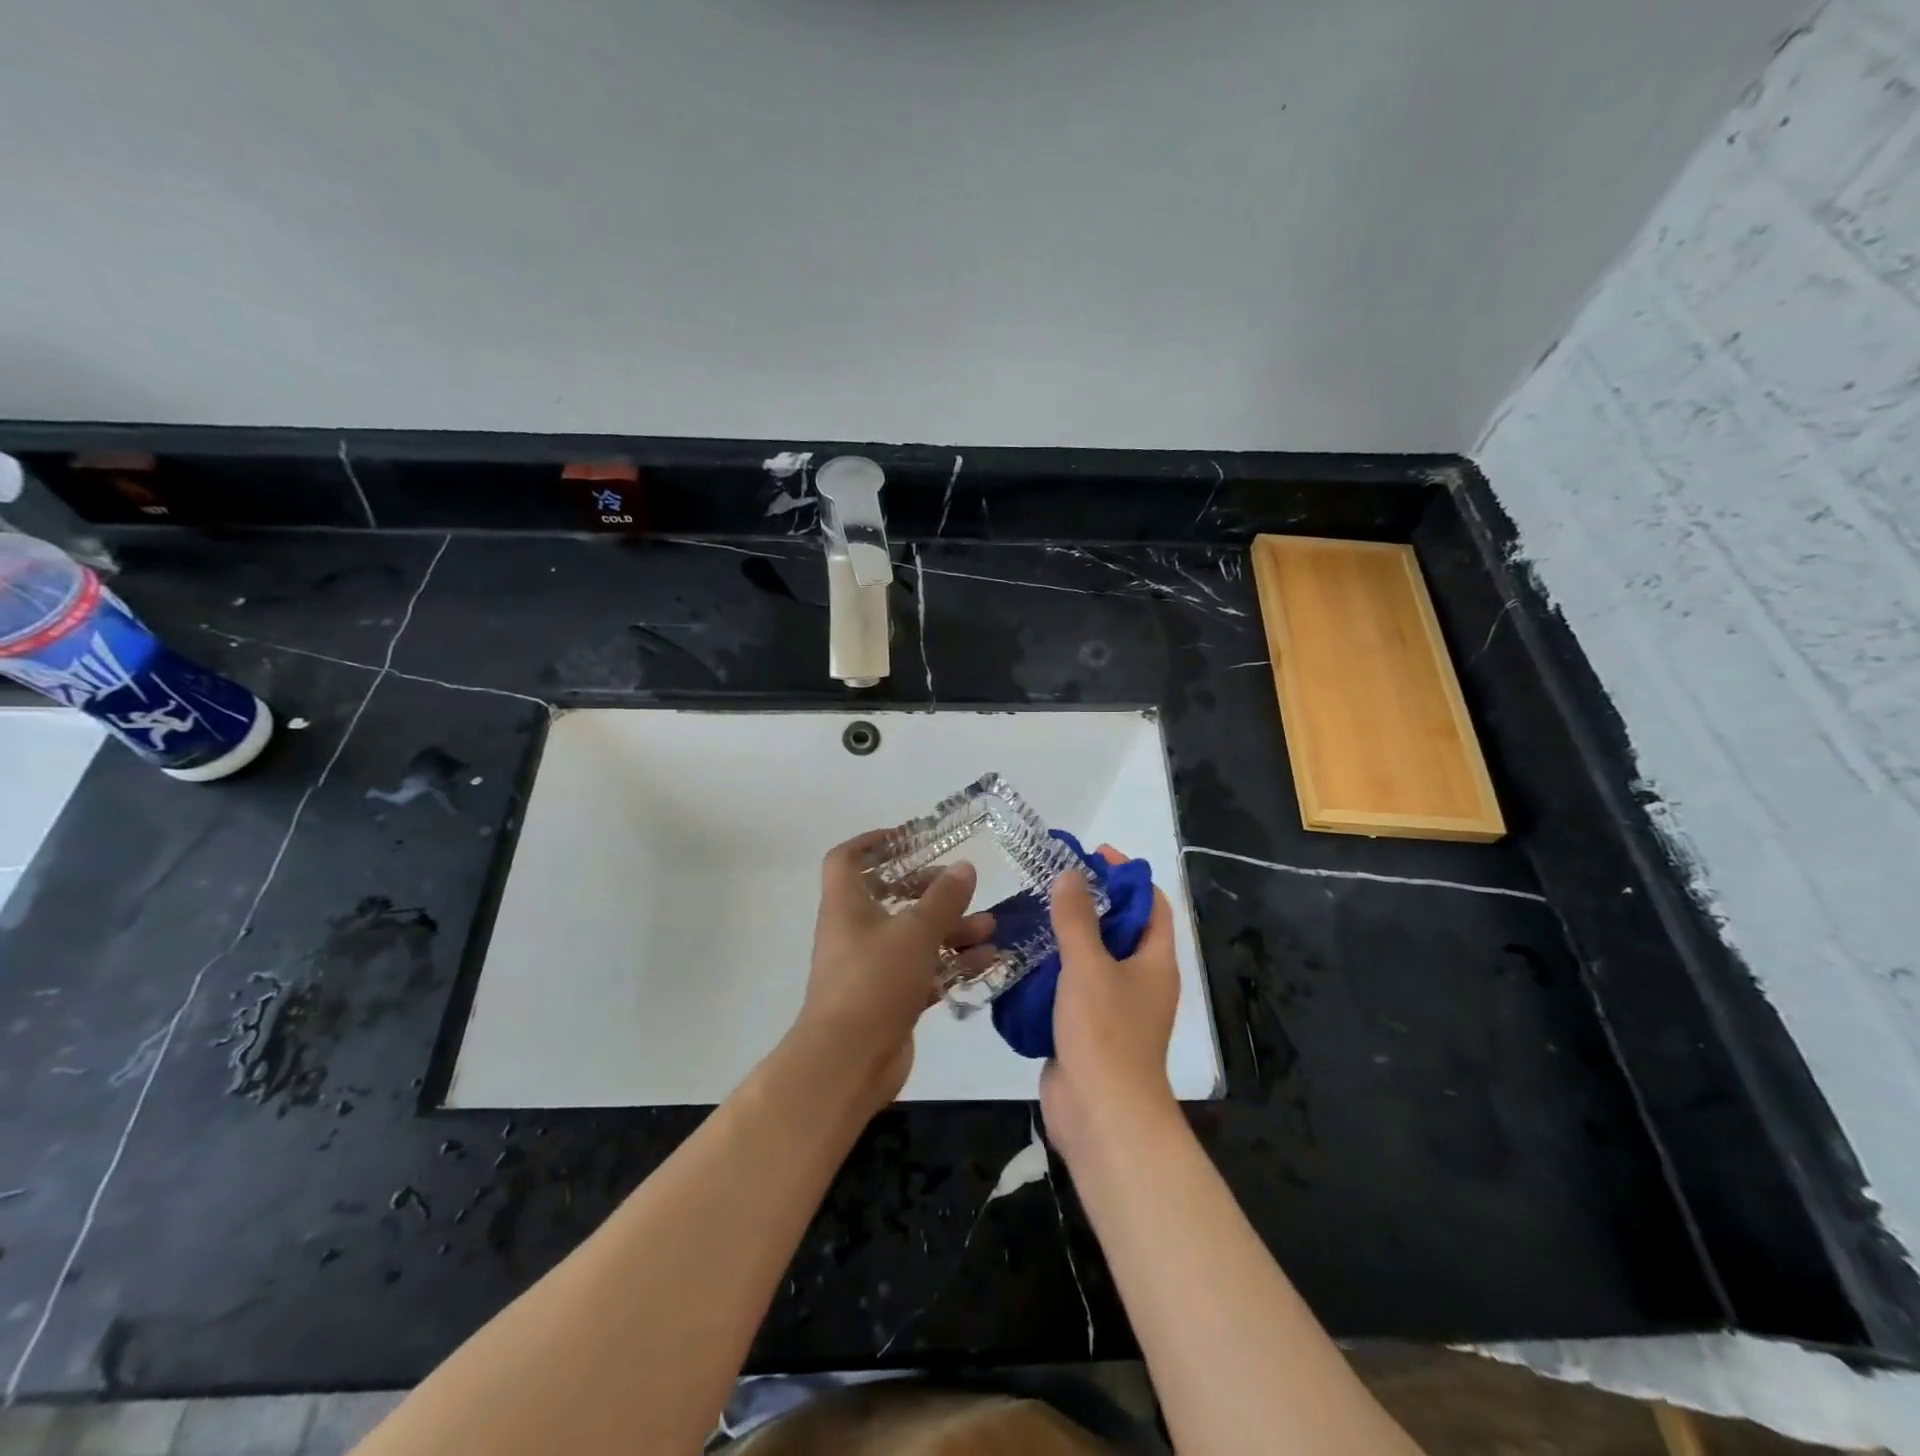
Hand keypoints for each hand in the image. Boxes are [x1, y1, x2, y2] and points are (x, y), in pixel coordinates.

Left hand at [794, 829, 993, 1114]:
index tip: (907, 837)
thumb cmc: (874, 981)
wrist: (848, 1062)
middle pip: (889, 897)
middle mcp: (854, 931)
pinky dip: (950, 965)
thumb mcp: (915, 932)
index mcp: (846, 905)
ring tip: (990, 926)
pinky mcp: (888, 999)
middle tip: (960, 886)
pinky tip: (987, 962)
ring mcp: (870, 967)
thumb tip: (964, 867)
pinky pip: (923, 971)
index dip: (872, 842)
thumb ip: (943, 898)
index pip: (846, 859)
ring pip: (912, 937)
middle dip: (928, 890)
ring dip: (950, 929)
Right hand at [1040, 846, 1180, 1164]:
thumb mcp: (1089, 967)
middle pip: (1120, 928)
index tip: (1094, 855)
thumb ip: (1077, 919)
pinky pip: (1071, 987)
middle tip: (1052, 881)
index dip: (1128, 876)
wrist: (1101, 1117)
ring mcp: (1114, 1007)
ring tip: (1030, 911)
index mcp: (1155, 961)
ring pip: (1092, 958)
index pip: (1152, 903)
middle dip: (1090, 902)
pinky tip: (1021, 956)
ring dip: (1066, 935)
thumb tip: (1070, 875)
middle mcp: (1140, 980)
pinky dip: (1051, 969)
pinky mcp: (1087, 1029)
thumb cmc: (1105, 1034)